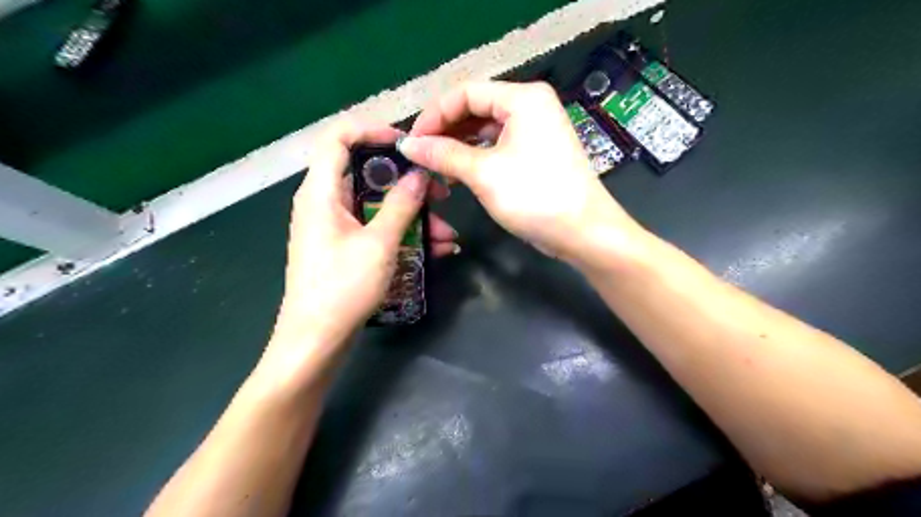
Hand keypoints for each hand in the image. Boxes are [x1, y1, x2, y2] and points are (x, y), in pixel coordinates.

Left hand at [260, 119, 453, 379]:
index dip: (372, 130)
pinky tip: (437, 249)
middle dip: (407, 183)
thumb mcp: (379, 243)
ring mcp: (335, 227)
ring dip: (413, 216)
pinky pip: (376, 229)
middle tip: (440, 193)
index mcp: (321, 191)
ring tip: (448, 234)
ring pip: (377, 206)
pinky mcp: (345, 247)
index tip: (407, 145)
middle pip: (366, 174)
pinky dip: (403, 234)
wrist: (316, 340)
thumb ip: (401, 205)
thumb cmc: (343, 287)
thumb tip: (418, 174)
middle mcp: (325, 202)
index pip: (338, 138)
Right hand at [400, 81, 638, 261]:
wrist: (583, 232)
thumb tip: (408, 144)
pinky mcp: (535, 152)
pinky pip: (497, 145)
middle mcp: (530, 106)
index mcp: (522, 98)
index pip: (465, 93)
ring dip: (458, 146)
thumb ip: (444, 154)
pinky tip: (458, 172)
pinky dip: (476, 157)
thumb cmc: (535, 196)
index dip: (434, 115)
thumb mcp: (484, 173)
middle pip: (475, 108)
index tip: (412, 142)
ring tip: (435, 167)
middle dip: (445, 131)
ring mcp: (535, 130)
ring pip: (485, 129)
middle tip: (420, 156)